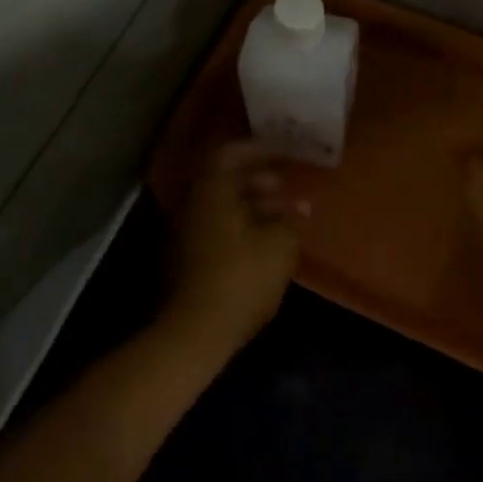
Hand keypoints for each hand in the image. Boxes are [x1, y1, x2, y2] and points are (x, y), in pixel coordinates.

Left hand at [162, 141, 303, 359]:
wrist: (194, 332)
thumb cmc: (240, 278)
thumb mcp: (279, 246)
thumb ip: (290, 220)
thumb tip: (298, 208)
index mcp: (210, 190)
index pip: (231, 153)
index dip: (260, 149)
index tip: (286, 152)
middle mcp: (192, 204)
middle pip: (224, 179)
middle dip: (258, 179)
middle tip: (285, 186)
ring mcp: (184, 232)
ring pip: (221, 206)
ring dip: (252, 205)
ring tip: (284, 217)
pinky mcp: (186, 259)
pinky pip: (216, 227)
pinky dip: (241, 226)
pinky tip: (266, 243)